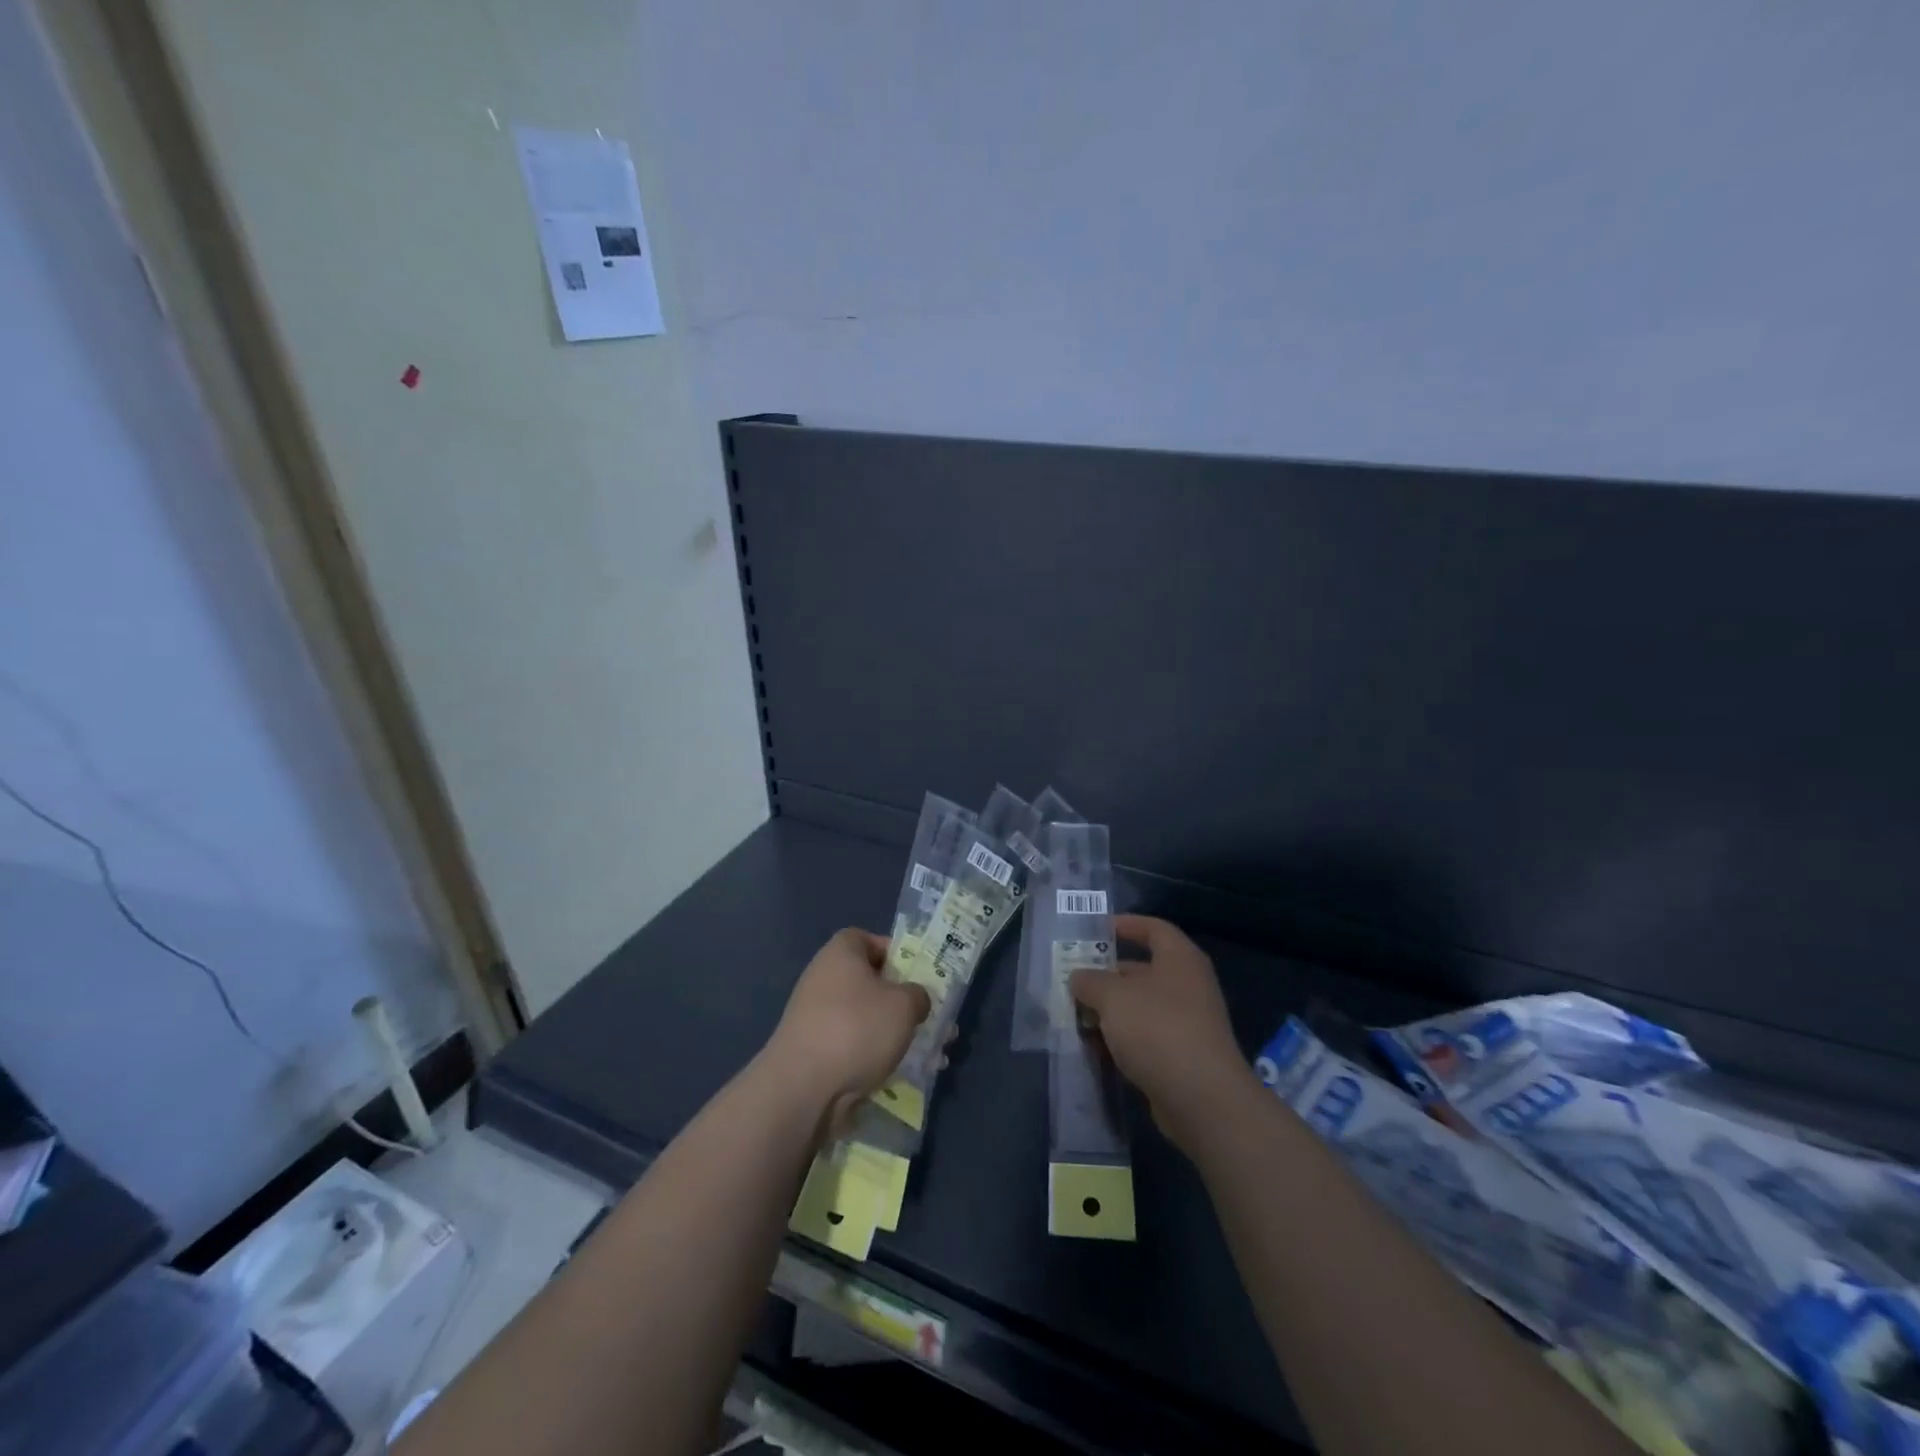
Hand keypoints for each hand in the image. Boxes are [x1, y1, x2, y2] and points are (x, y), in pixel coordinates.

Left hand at [765, 928, 930, 1133]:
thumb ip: (919, 995)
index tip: (918, 975)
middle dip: (905, 1001)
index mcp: (841, 953)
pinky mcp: (816, 1052)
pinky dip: (878, 1055)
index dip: (896, 953)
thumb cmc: (857, 1029)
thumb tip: (915, 1001)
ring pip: (868, 1018)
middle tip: (931, 1018)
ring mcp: (818, 1017)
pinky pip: (856, 1046)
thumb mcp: (904, 1004)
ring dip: (897, 1032)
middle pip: (873, 982)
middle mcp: (825, 979)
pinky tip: (904, 1073)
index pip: (869, 940)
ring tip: (932, 1053)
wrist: (803, 1088)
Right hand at [1070, 915, 1260, 1149]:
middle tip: (1073, 981)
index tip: (1094, 930)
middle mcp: (1188, 986)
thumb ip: (1090, 980)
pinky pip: (1145, 1038)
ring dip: (1110, 1011)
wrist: (1202, 1099)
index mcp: (1179, 959)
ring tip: (1075, 1016)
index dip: (1125, 924)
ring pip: (1140, 1007)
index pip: (1153, 928)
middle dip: (1106, 975)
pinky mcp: (1181, 1057)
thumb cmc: (1157, 1029)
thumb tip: (1078, 976)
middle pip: (1142, 970)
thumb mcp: (1113, 996)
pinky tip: (1095, 1049)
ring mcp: (1187, 1023)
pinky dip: (1121, 1040)